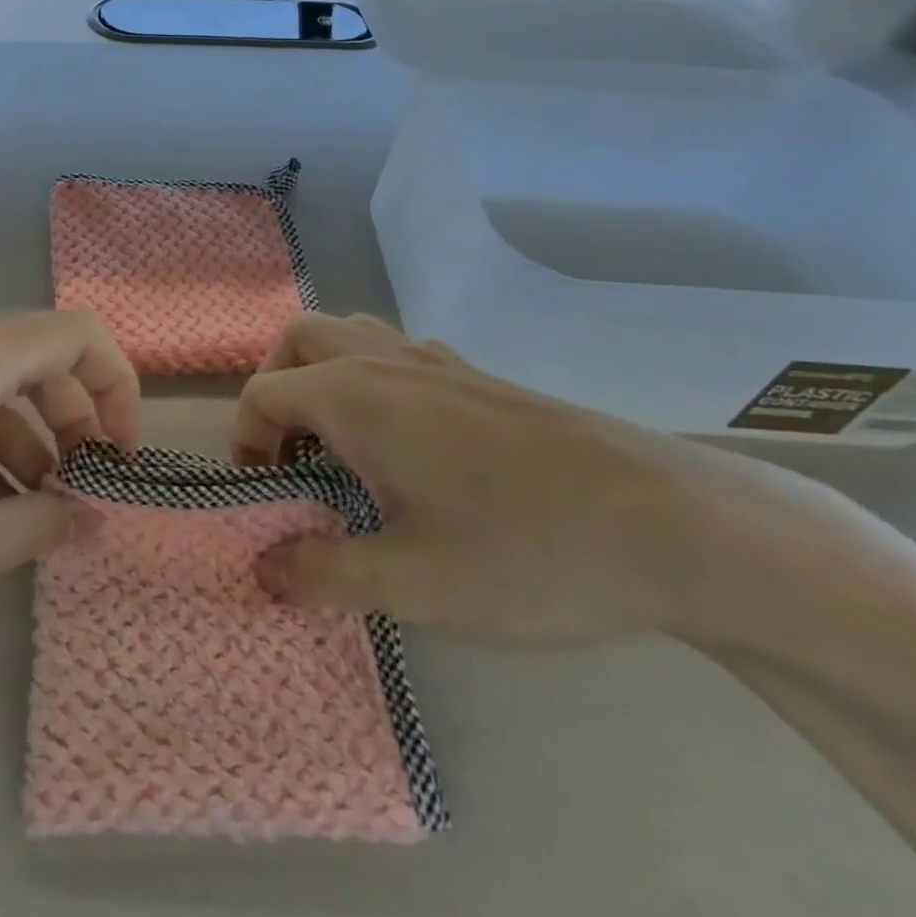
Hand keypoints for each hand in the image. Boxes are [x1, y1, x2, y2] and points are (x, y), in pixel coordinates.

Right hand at [235, 313, 786, 646]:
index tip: (264, 495)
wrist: (670, 524)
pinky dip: (375, 377)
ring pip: (352, 333)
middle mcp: (384, 362)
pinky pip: (400, 352)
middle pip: (299, 339)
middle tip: (289, 450)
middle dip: (275, 385)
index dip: (245, 441)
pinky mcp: (479, 375)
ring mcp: (436, 361)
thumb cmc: (524, 551)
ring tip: (340, 440)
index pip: (263, 395)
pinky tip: (409, 441)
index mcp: (353, 396)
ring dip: (324, 371)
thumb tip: (264, 570)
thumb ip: (323, 573)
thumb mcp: (412, 583)